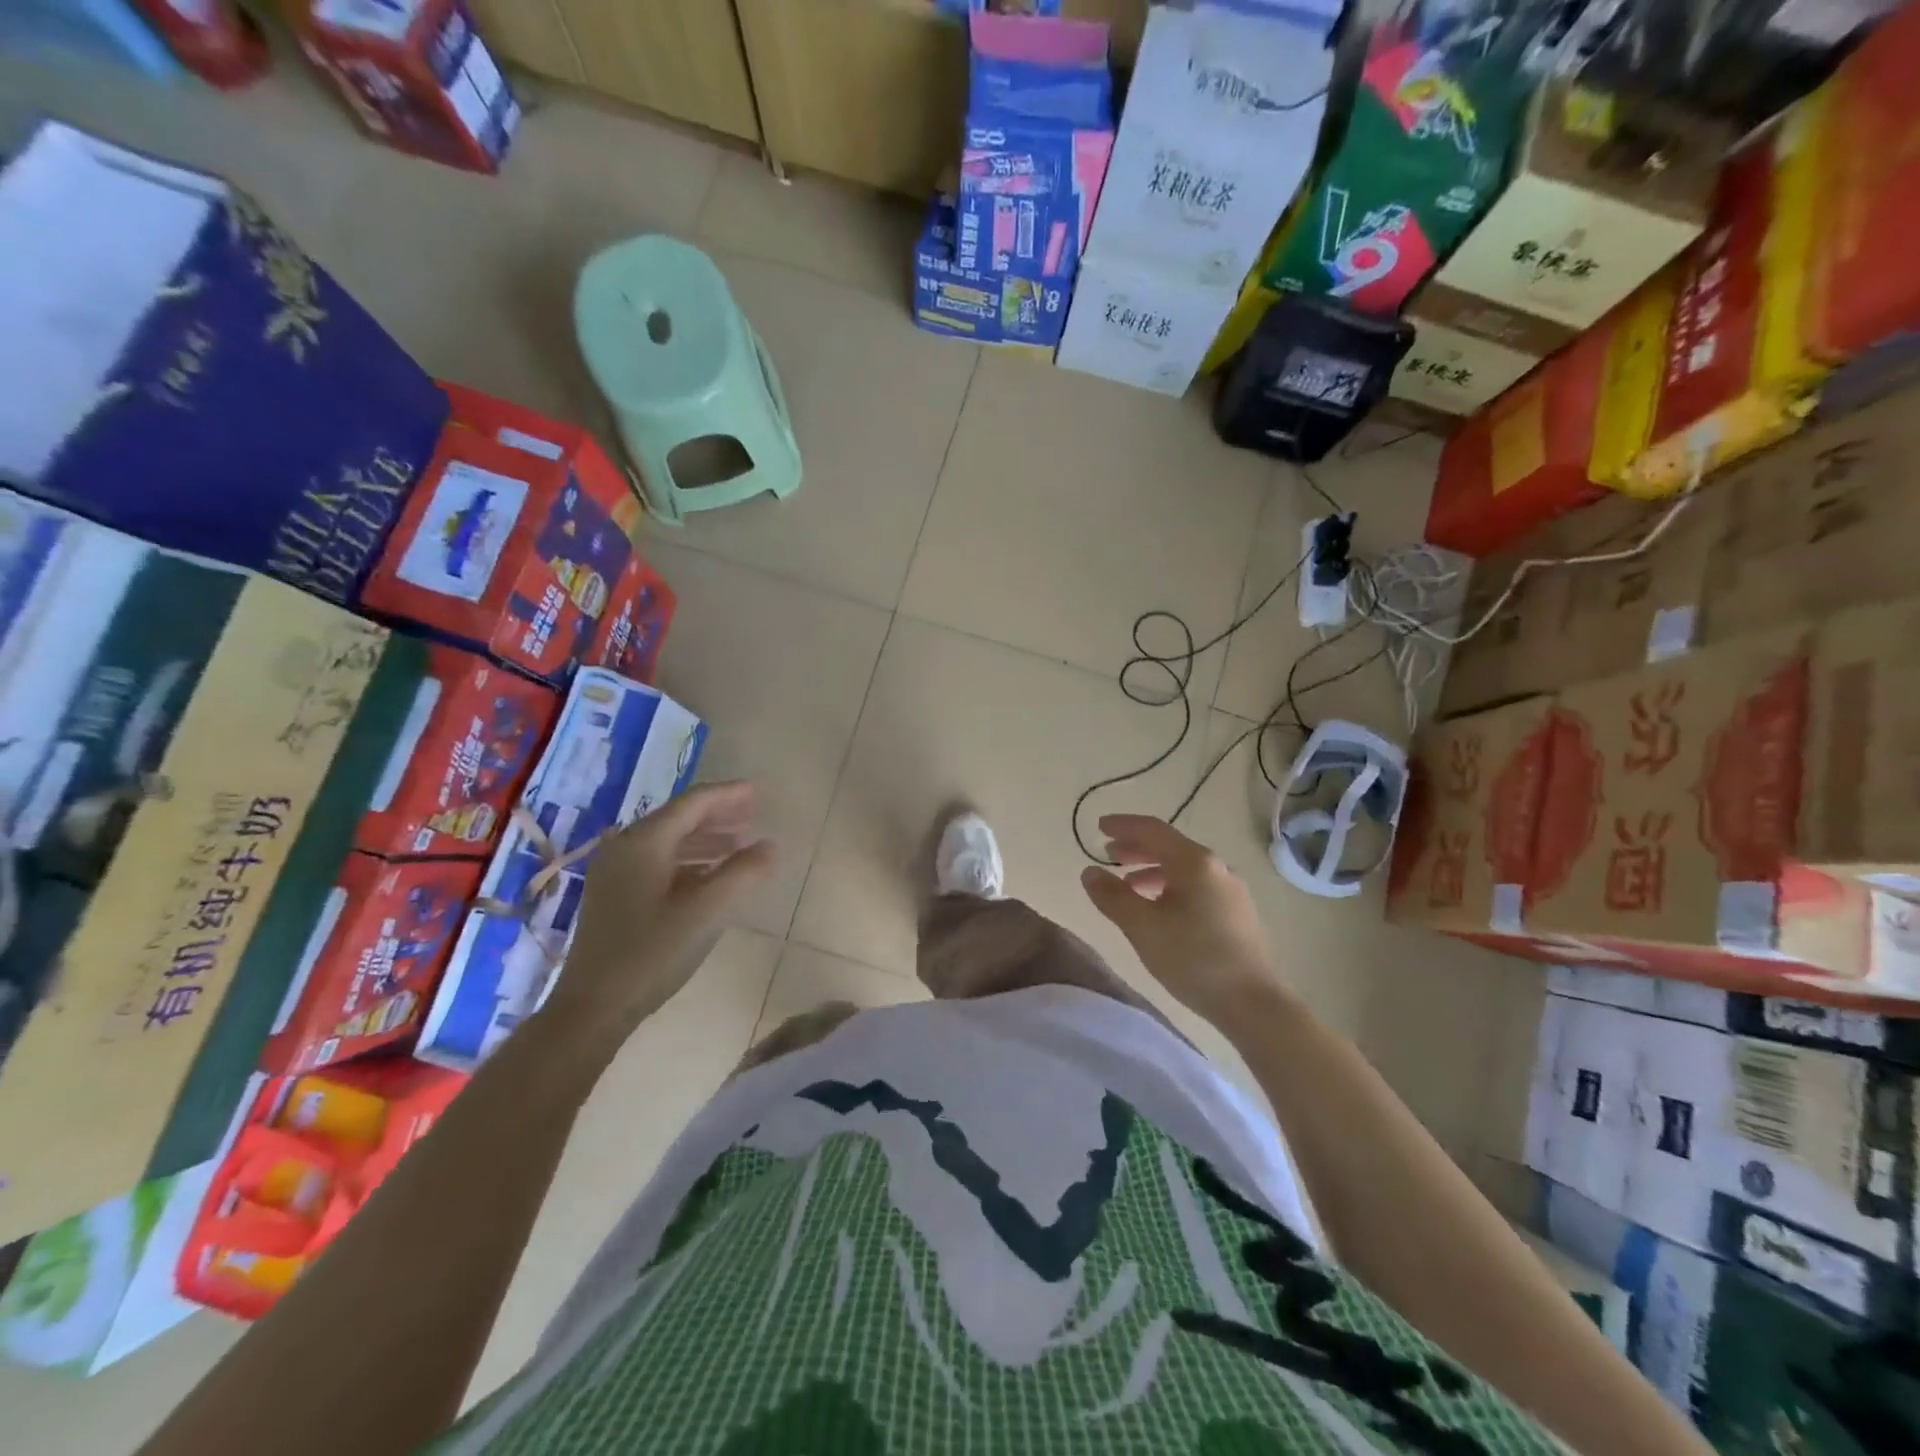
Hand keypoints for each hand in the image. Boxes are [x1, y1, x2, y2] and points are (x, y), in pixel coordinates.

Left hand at [541, 781, 774, 1050]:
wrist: (592, 1008)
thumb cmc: (651, 954)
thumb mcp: (706, 912)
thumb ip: (742, 874)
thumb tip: (771, 845)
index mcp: (644, 842)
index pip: (693, 803)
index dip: (728, 795)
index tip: (759, 792)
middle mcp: (625, 848)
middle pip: (679, 818)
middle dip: (718, 815)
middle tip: (754, 815)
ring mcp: (615, 873)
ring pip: (669, 841)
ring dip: (706, 839)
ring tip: (740, 844)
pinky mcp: (615, 896)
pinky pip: (659, 862)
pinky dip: (689, 860)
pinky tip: (709, 875)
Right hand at [1080, 814, 1288, 1030]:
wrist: (1253, 1003)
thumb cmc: (1193, 958)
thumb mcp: (1142, 926)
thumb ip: (1112, 896)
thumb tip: (1090, 871)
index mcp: (1194, 862)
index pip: (1153, 830)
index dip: (1123, 825)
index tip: (1099, 827)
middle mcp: (1217, 868)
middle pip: (1170, 847)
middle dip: (1136, 849)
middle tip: (1109, 854)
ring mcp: (1231, 892)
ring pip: (1184, 870)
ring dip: (1152, 871)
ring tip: (1128, 886)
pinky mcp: (1237, 915)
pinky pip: (1196, 888)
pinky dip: (1170, 888)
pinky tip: (1160, 910)